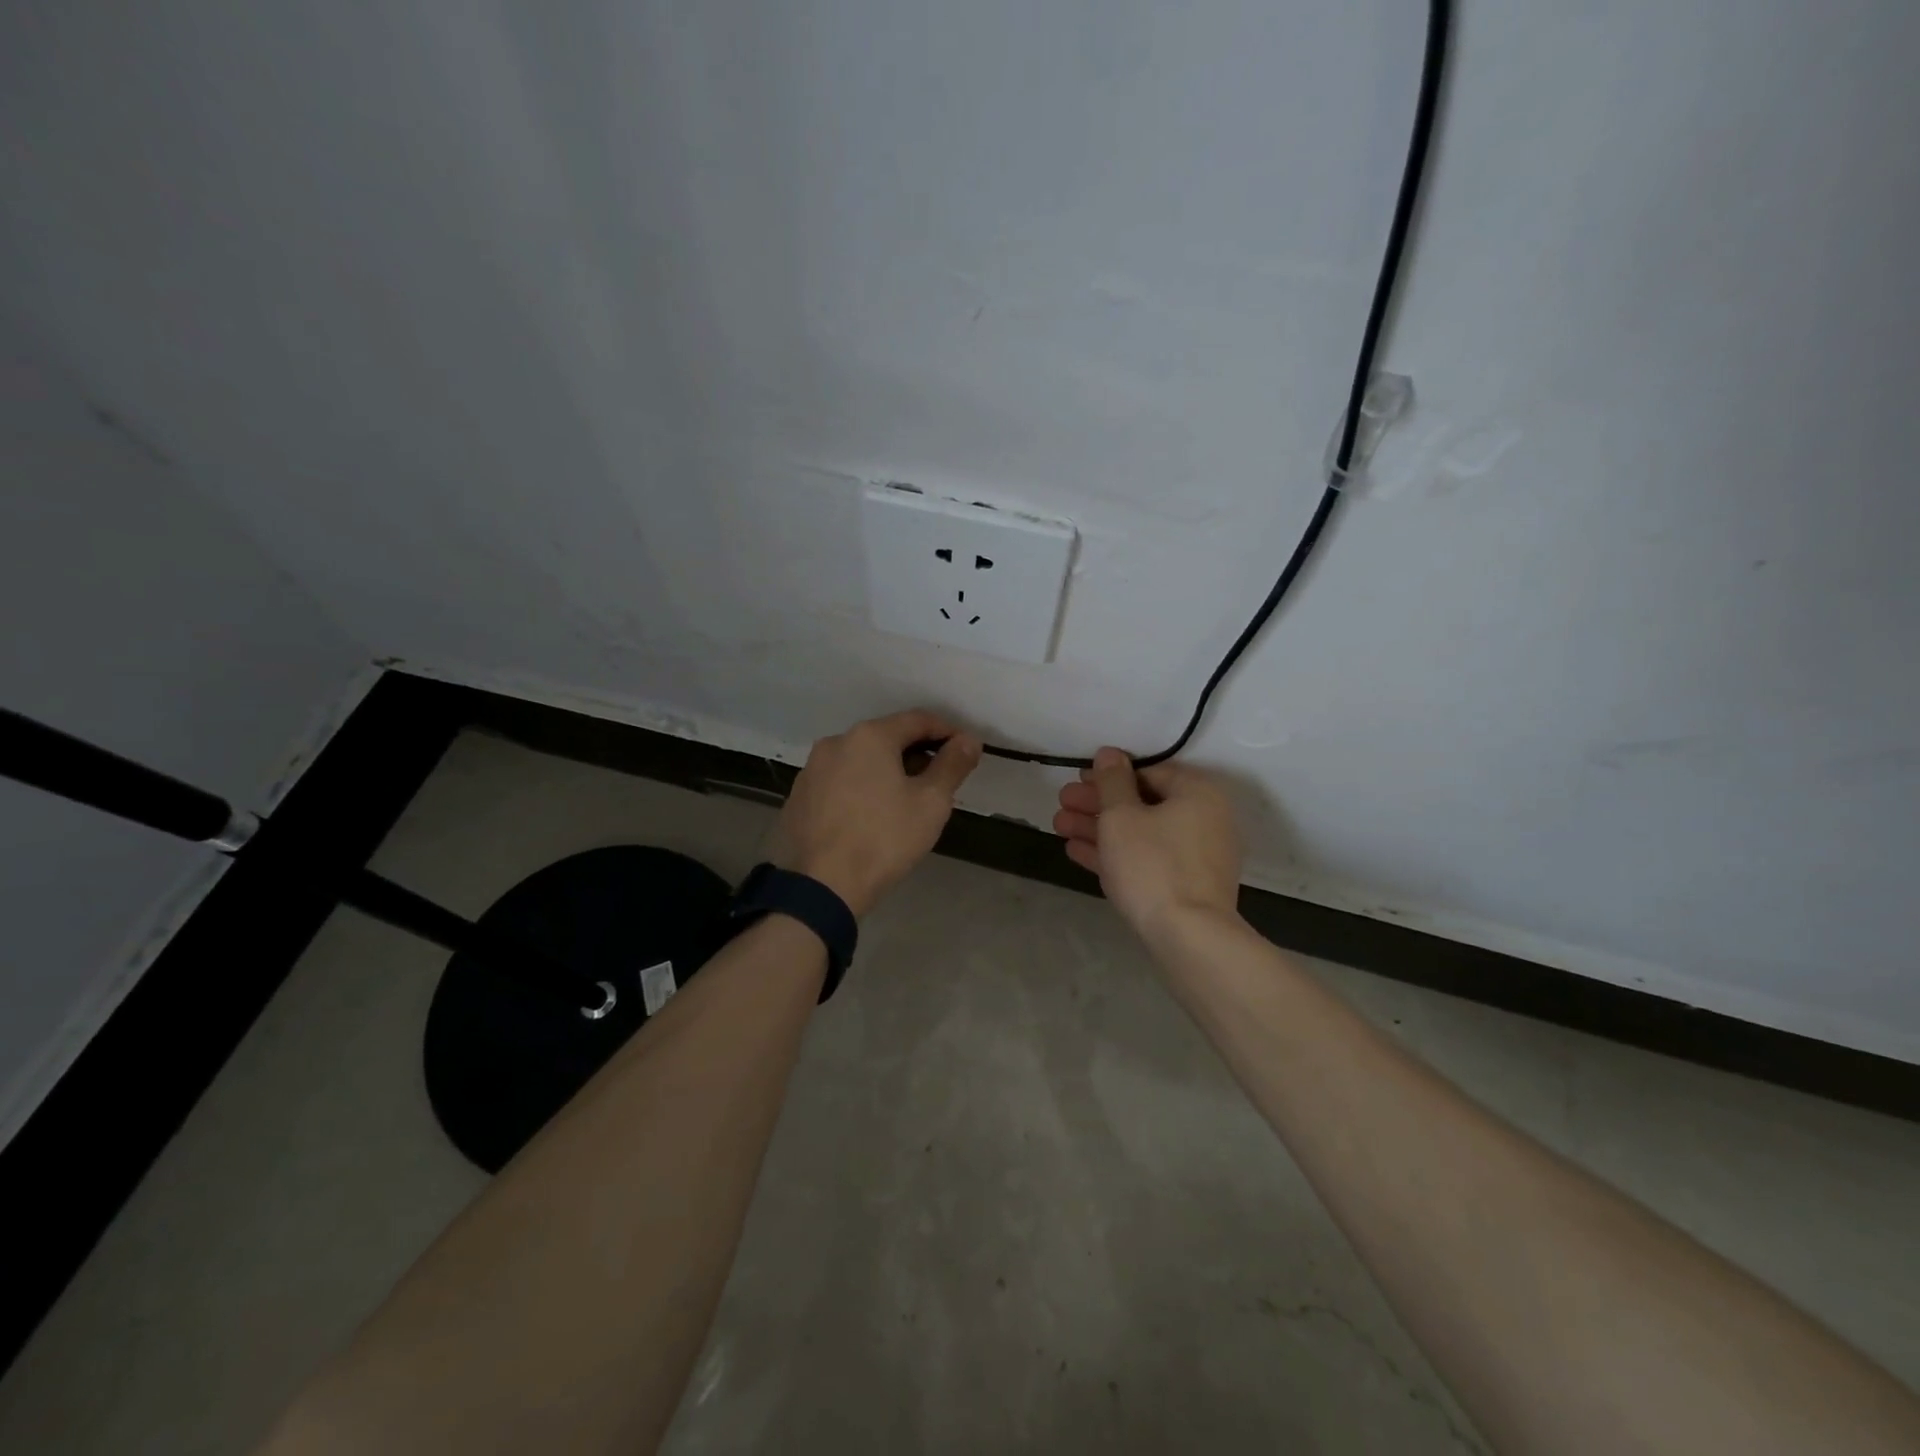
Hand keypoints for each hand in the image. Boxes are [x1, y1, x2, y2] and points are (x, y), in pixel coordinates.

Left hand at [777, 710, 982, 916]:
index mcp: (869, 736)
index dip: (947, 732)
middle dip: (916, 753)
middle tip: (939, 781)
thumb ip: (952, 765)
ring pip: (860, 761)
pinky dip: (860, 789)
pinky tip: (870, 817)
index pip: (918, 720)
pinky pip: (839, 783)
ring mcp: (811, 770)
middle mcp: (835, 742)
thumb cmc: (884, 839)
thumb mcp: (930, 803)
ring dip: (886, 772)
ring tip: (905, 801)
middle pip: (886, 738)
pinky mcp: (798, 797)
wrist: (821, 886)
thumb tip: (968, 740)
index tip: (966, 751)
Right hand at [1053, 748, 1242, 937]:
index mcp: (1197, 792)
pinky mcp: (1186, 885)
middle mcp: (1204, 818)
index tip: (1076, 781)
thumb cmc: (1153, 865)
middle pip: (1142, 802)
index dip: (1107, 775)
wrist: (1188, 937)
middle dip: (1097, 803)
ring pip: (1140, 832)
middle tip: (1061, 802)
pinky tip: (1077, 851)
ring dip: (1099, 828)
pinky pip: (1147, 858)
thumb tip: (1109, 753)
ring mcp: (1196, 855)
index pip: (1148, 771)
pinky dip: (1116, 853)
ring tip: (1059, 826)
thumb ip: (1112, 781)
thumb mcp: (1121, 816)